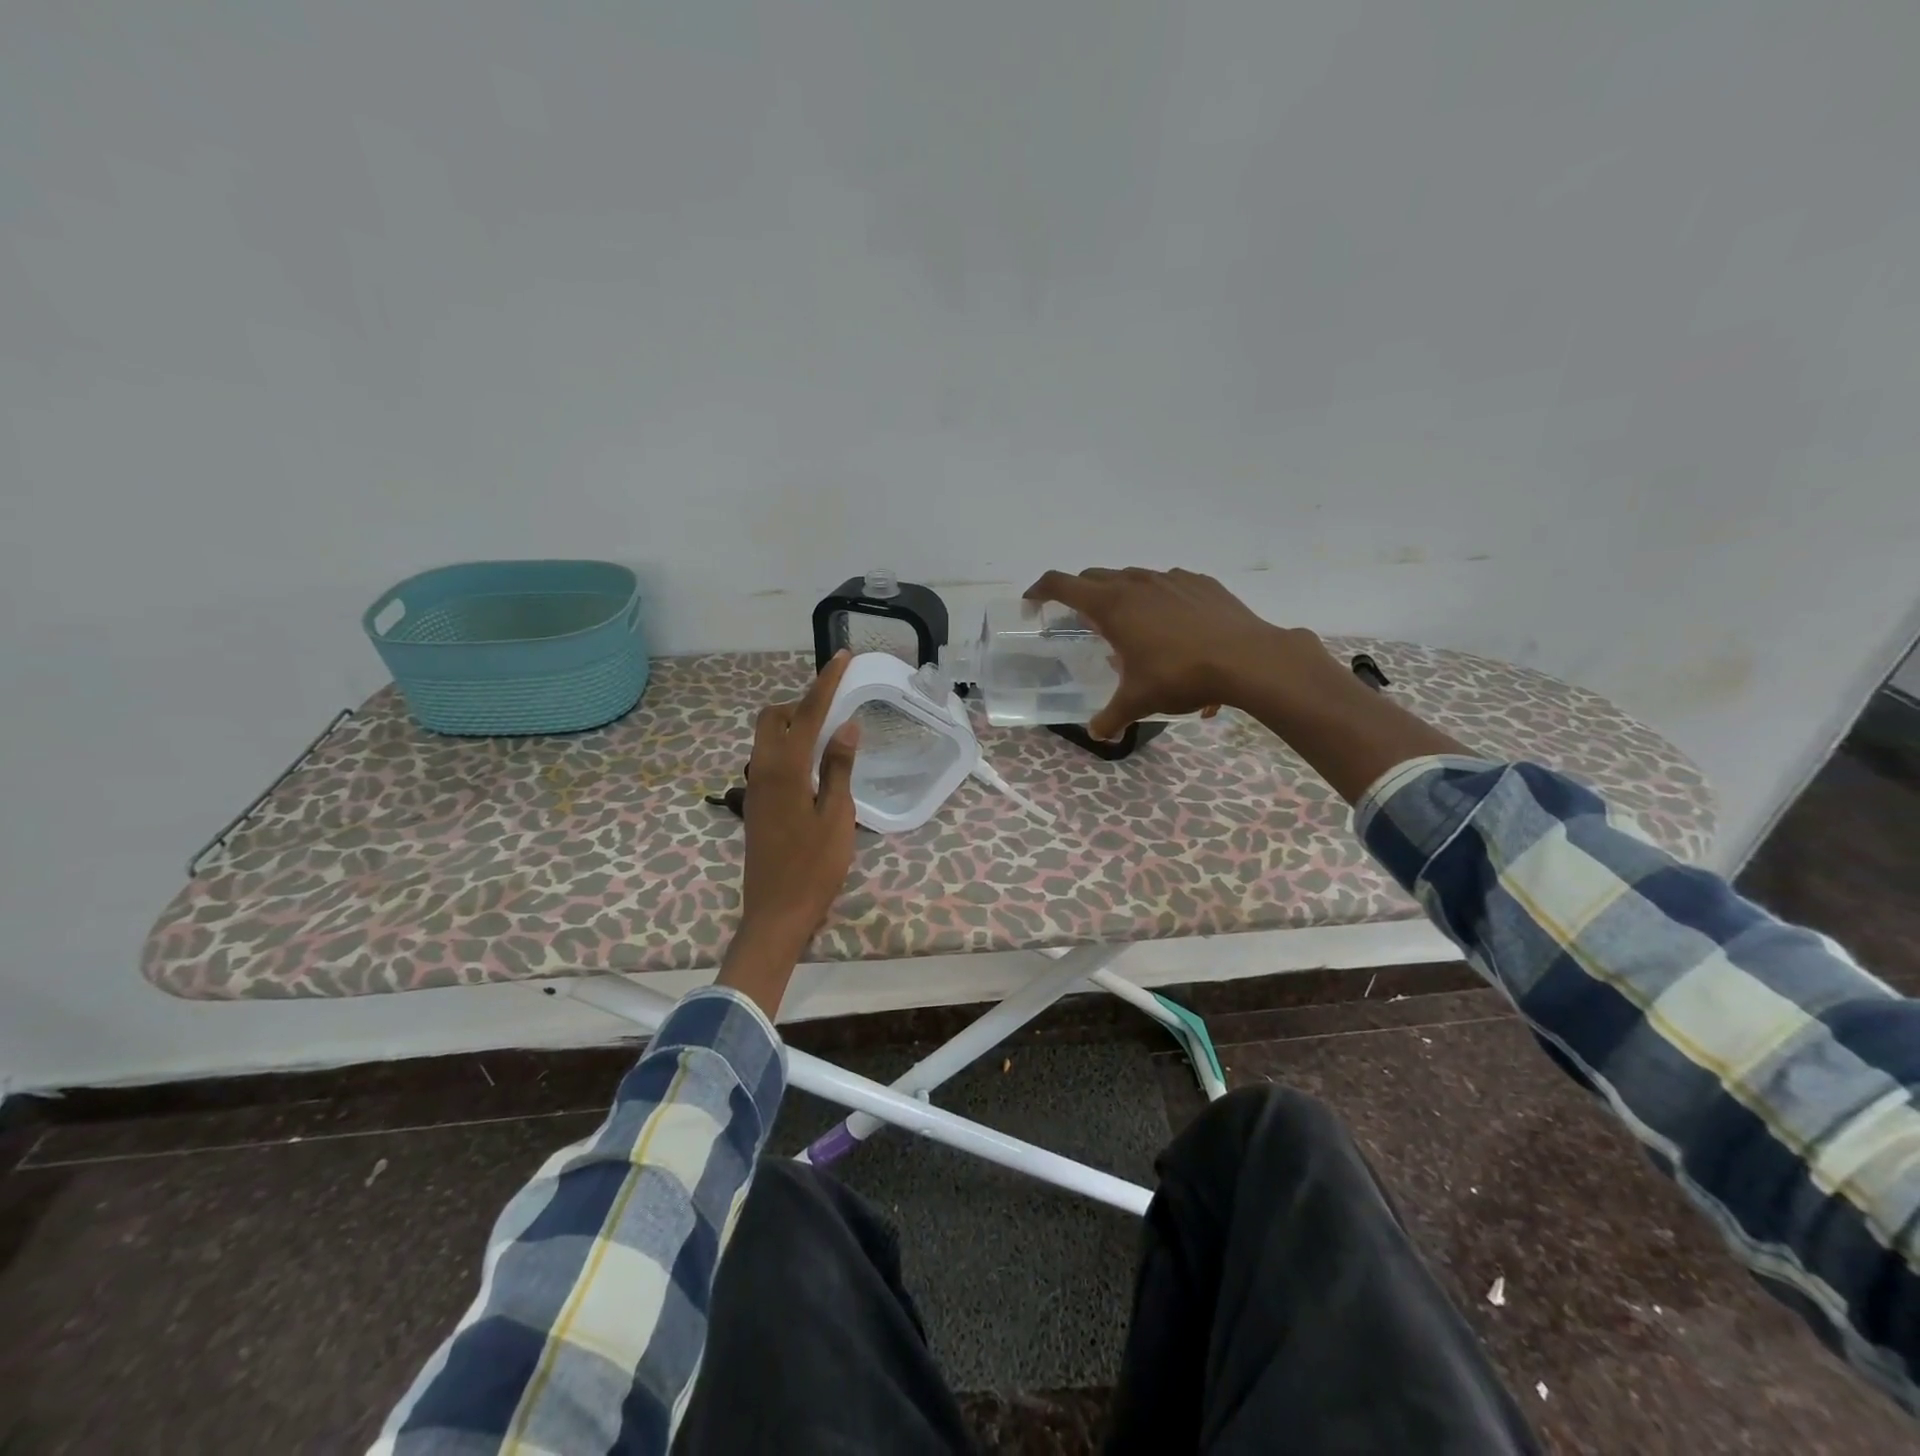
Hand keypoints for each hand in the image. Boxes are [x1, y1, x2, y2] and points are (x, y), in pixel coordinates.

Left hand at [719, 650, 860, 1014]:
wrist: (776, 913)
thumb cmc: (814, 868)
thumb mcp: (837, 816)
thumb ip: (839, 768)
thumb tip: (846, 726)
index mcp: (786, 769)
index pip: (808, 713)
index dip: (826, 682)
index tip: (842, 656)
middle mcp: (763, 770)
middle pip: (773, 717)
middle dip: (801, 702)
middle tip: (834, 707)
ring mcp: (755, 787)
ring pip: (767, 737)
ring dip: (793, 724)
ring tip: (828, 734)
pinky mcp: (757, 803)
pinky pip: (768, 758)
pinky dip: (788, 746)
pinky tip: (813, 765)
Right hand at [1026, 567, 1334, 738]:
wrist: (1248, 659)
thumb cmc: (1181, 676)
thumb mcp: (1138, 702)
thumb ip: (1111, 718)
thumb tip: (1098, 734)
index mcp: (1112, 605)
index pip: (1061, 584)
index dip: (1040, 591)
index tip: (1032, 605)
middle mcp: (1137, 583)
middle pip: (1094, 578)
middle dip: (1079, 596)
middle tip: (1080, 623)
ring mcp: (1171, 578)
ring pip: (1132, 578)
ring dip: (1120, 597)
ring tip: (1130, 629)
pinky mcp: (1200, 583)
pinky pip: (1167, 585)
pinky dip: (1157, 600)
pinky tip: (1171, 627)